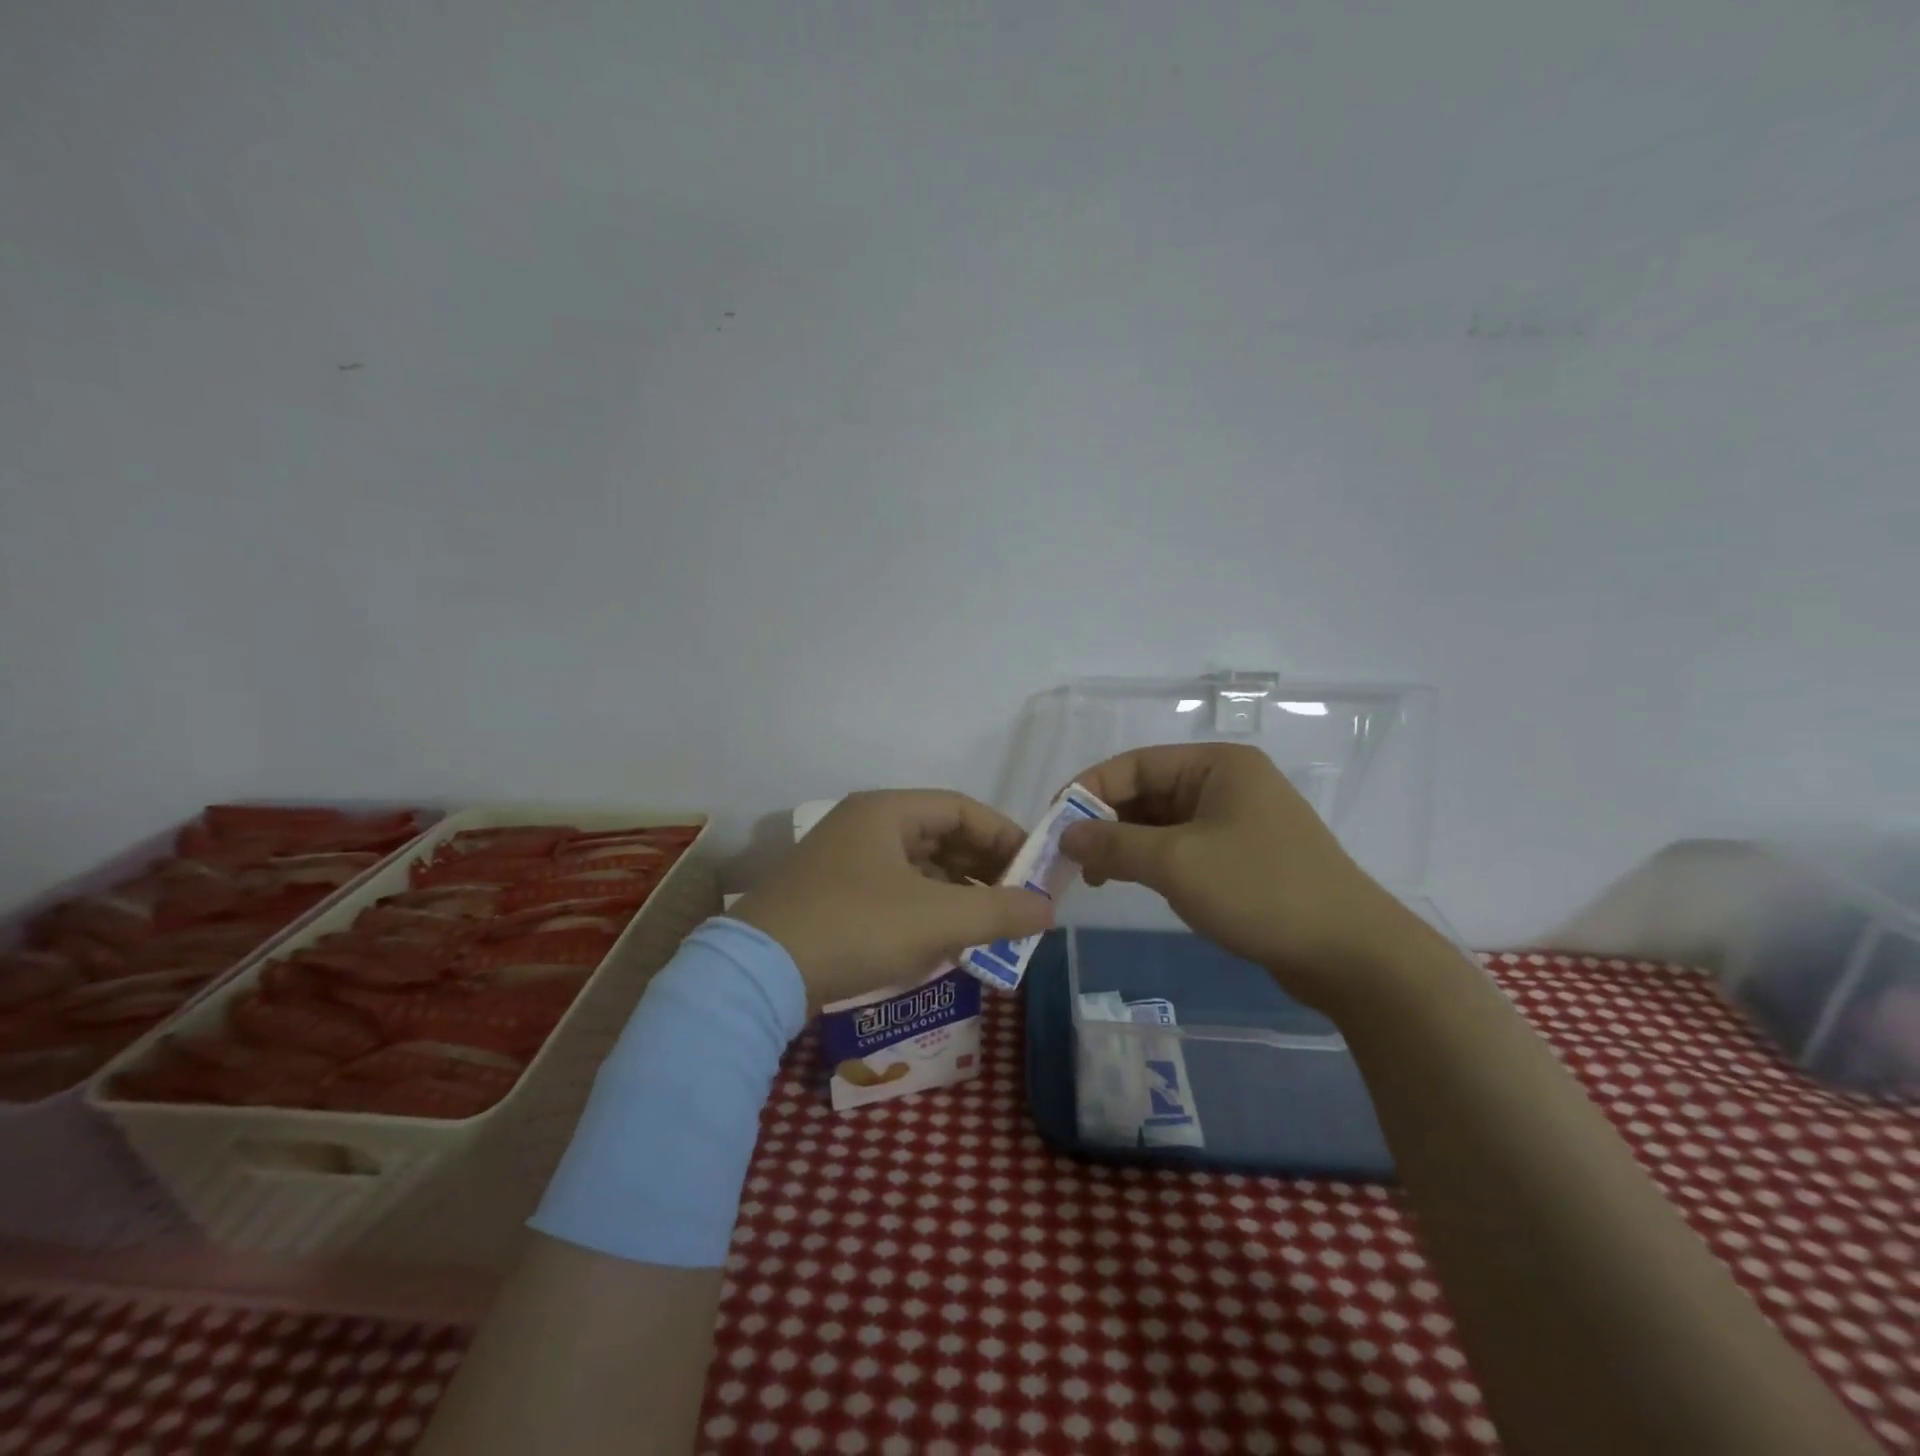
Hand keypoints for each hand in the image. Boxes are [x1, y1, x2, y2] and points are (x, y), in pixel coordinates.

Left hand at [730, 790, 1053, 1007]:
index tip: (1036, 870)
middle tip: (1018, 902)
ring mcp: (845, 862)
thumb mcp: (937, 919)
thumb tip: (1048, 909)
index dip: (1005, 836)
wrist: (758, 975)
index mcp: (887, 811)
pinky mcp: (833, 897)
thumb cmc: (856, 928)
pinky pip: (896, 892)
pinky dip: (927, 910)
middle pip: (941, 836)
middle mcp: (865, 826)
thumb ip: (999, 911)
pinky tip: (948, 941)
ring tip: (991, 926)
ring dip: (958, 893)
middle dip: (984, 869)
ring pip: (919, 868)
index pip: (963, 809)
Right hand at [1059, 743, 1431, 1013]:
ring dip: (1124, 845)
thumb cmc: (1260, 890)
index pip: (1133, 765)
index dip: (1088, 790)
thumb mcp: (1176, 863)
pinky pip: (1181, 847)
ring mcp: (1237, 821)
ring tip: (1092, 876)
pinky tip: (1128, 882)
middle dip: (1103, 822)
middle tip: (1067, 858)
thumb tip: (1065, 835)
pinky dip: (1150, 862)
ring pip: (1161, 823)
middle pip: (1146, 792)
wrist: (1351, 954)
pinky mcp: (1242, 857)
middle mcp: (1226, 783)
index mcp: (1216, 765)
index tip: (1053, 825)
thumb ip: (1113, 844)